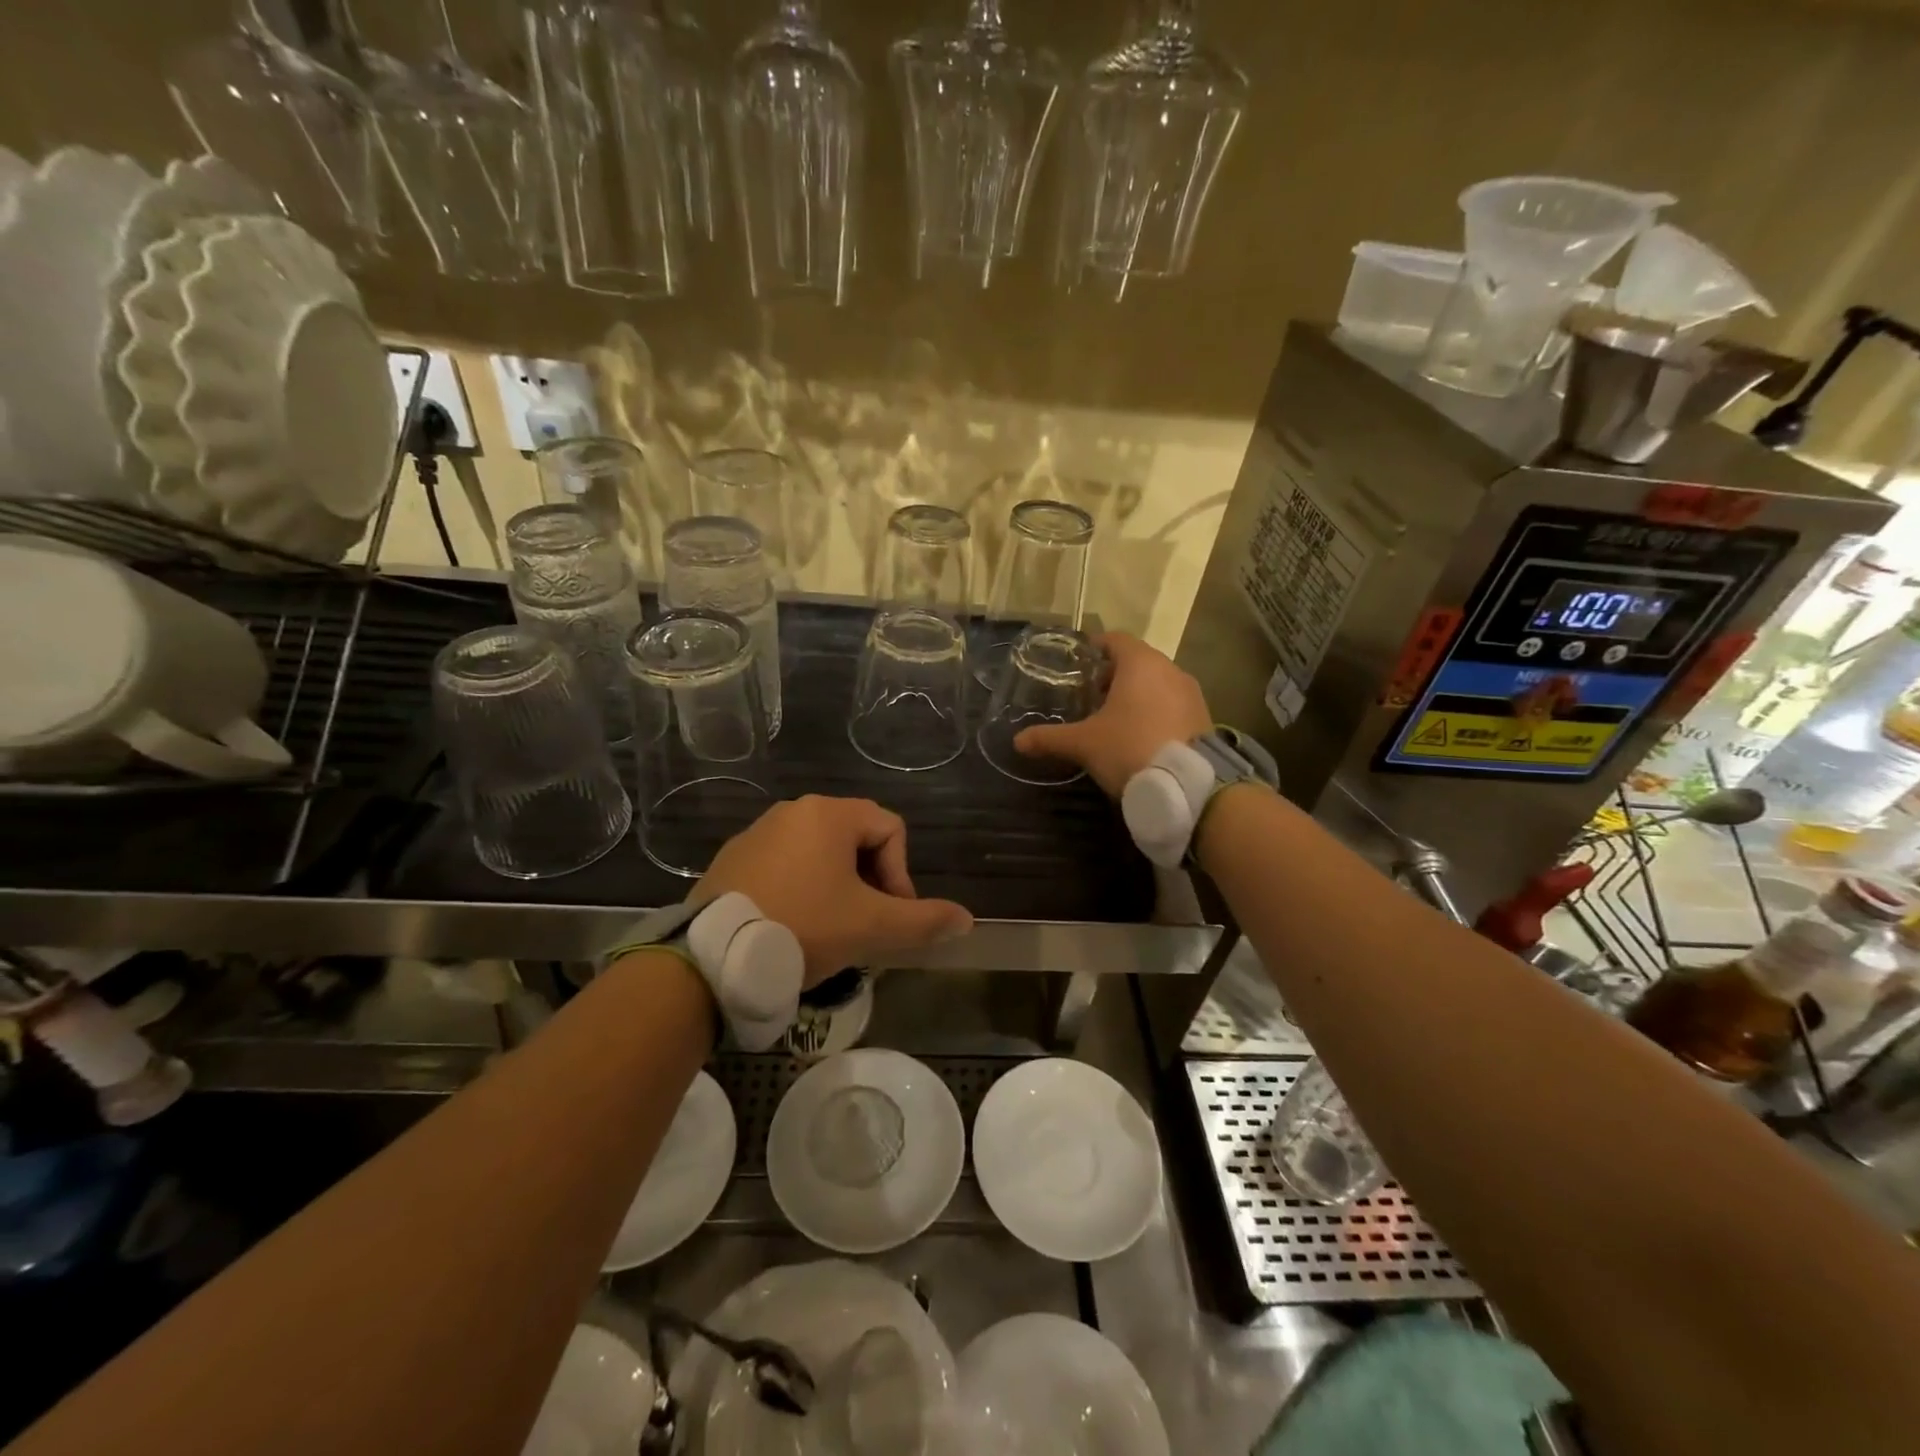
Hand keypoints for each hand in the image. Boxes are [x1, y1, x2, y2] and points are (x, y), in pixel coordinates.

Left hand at [694, 796, 973, 986]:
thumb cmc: (803, 927)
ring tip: (831, 929)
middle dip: (871, 881)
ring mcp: (758, 832)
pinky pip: (784, 864)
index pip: (891, 829)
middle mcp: (793, 811)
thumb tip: (967, 920)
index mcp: (829, 814)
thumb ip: (923, 921)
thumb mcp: (871, 927)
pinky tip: (792, 925)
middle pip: (856, 838)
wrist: (712, 957)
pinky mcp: (732, 858)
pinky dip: (801, 888)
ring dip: (837, 886)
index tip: (890, 915)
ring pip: (819, 853)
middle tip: (865, 924)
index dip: (901, 873)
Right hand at [1013, 633, 1212, 796]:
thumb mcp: (1084, 744)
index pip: (1115, 640)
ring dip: (1137, 694)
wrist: (1189, 787)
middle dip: (1113, 676)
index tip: (1078, 664)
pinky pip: (1173, 703)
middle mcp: (1170, 669)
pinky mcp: (1204, 717)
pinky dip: (1155, 711)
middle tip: (1090, 697)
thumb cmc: (1129, 749)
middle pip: (1137, 661)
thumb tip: (1017, 741)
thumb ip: (1050, 738)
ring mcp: (1191, 693)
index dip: (1094, 648)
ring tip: (1113, 719)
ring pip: (1157, 683)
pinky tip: (1140, 736)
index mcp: (1140, 663)